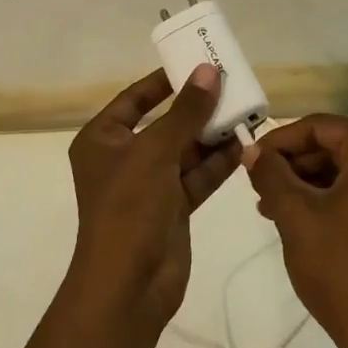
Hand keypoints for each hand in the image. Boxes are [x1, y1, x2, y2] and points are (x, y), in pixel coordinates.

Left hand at [65, 64, 240, 324]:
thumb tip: (209, 71)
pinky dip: (218, 163)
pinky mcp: (172, 207)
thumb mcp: (156, 150)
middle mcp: (124, 158)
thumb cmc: (129, 206)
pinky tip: (244, 145)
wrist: (129, 285)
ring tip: (244, 111)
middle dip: (196, 108)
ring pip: (185, 150)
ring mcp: (149, 185)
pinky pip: (197, 176)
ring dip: (212, 134)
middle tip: (230, 84)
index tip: (195, 62)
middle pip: (164, 123)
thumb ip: (186, 111)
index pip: (134, 99)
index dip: (163, 80)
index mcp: (103, 140)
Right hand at [243, 115, 347, 347]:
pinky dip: (332, 199)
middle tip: (258, 187)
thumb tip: (252, 152)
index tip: (250, 161)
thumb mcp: (296, 216)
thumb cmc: (342, 268)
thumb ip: (271, 175)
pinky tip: (302, 220)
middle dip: (294, 164)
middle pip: (336, 147)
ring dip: (309, 184)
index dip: (279, 141)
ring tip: (272, 207)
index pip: (319, 127)